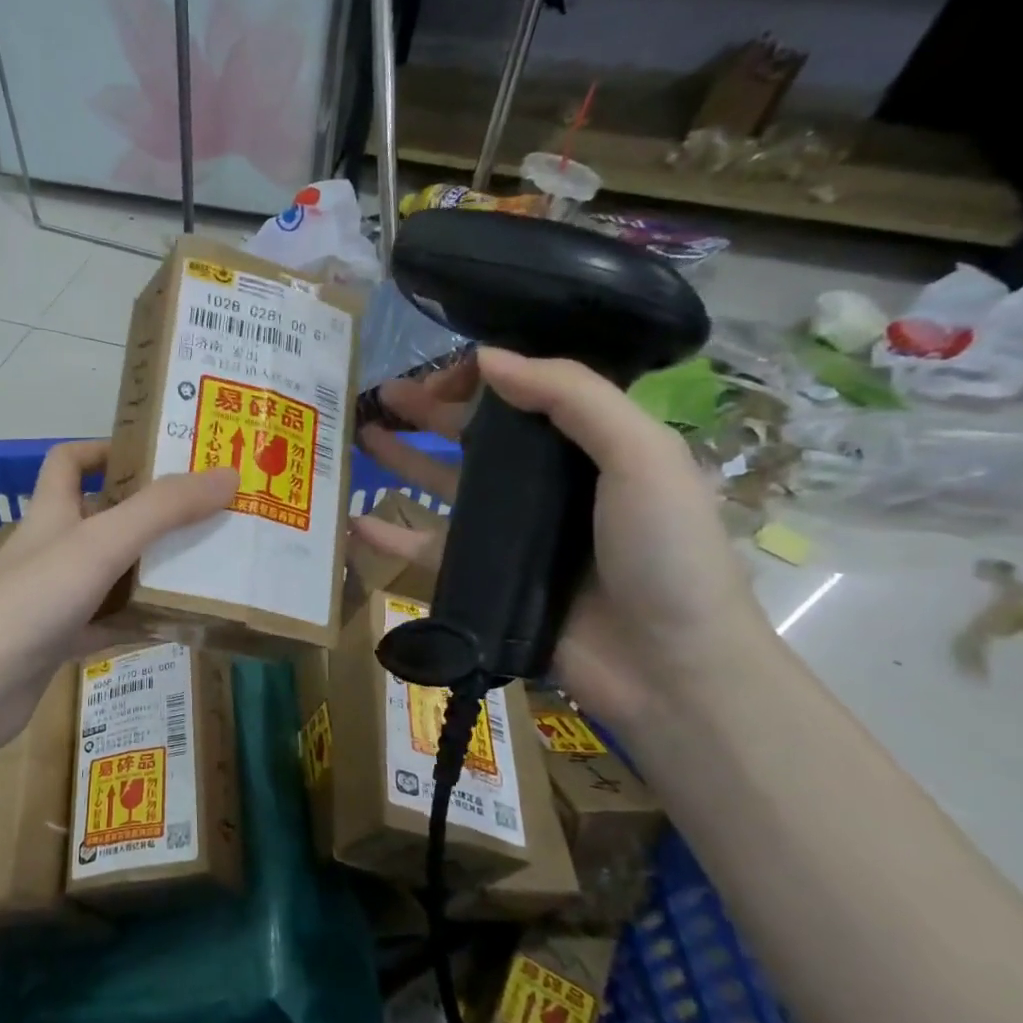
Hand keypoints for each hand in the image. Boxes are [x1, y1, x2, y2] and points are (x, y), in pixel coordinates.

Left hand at [0, 441, 236, 746]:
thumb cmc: (34, 600)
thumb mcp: (102, 544)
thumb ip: (163, 510)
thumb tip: (227, 475)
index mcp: (50, 512)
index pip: (69, 461)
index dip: (106, 450)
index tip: (156, 457)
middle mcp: (50, 548)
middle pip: (101, 518)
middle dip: (149, 515)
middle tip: (205, 516)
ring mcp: (52, 598)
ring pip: (109, 574)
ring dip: (149, 570)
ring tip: (205, 567)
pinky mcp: (58, 641)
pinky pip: (107, 623)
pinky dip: (137, 621)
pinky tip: (176, 627)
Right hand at [355, 348, 768, 729]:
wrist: (667, 665)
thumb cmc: (665, 551)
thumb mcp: (641, 455)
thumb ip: (571, 396)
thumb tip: (486, 358)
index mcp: (591, 446)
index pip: (528, 395)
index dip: (484, 376)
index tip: (444, 374)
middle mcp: (547, 485)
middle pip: (477, 436)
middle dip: (431, 410)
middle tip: (383, 393)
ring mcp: (511, 534)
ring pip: (445, 486)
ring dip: (404, 459)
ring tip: (361, 434)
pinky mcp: (483, 579)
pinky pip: (427, 550)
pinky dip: (390, 536)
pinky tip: (354, 520)